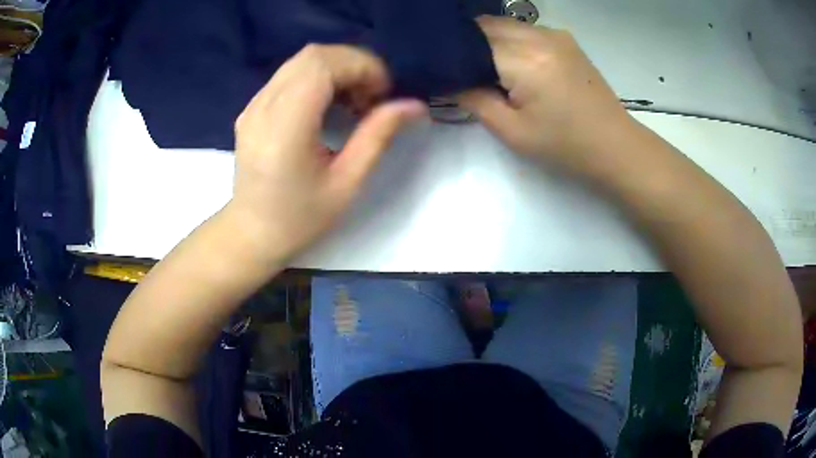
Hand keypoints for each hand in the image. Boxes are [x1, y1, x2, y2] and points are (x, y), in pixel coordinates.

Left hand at [228, 45, 426, 259]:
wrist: (252, 233)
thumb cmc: (300, 218)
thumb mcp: (347, 183)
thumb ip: (378, 136)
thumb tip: (413, 105)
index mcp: (285, 126)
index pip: (323, 65)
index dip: (362, 67)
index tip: (383, 93)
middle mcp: (263, 106)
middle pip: (313, 55)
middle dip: (353, 64)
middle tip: (372, 97)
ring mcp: (253, 105)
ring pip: (301, 60)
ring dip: (337, 69)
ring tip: (353, 100)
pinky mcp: (252, 108)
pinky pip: (289, 74)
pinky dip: (317, 77)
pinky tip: (328, 104)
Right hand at [458, 17, 635, 174]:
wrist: (615, 146)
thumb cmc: (565, 146)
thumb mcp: (512, 131)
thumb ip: (474, 100)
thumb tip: (448, 82)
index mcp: (525, 59)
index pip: (470, 39)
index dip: (451, 52)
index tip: (441, 70)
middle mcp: (539, 36)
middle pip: (487, 25)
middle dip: (468, 44)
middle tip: (460, 71)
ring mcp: (556, 35)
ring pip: (506, 25)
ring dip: (489, 41)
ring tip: (485, 69)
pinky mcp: (566, 40)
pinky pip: (526, 30)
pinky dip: (510, 41)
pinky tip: (513, 65)